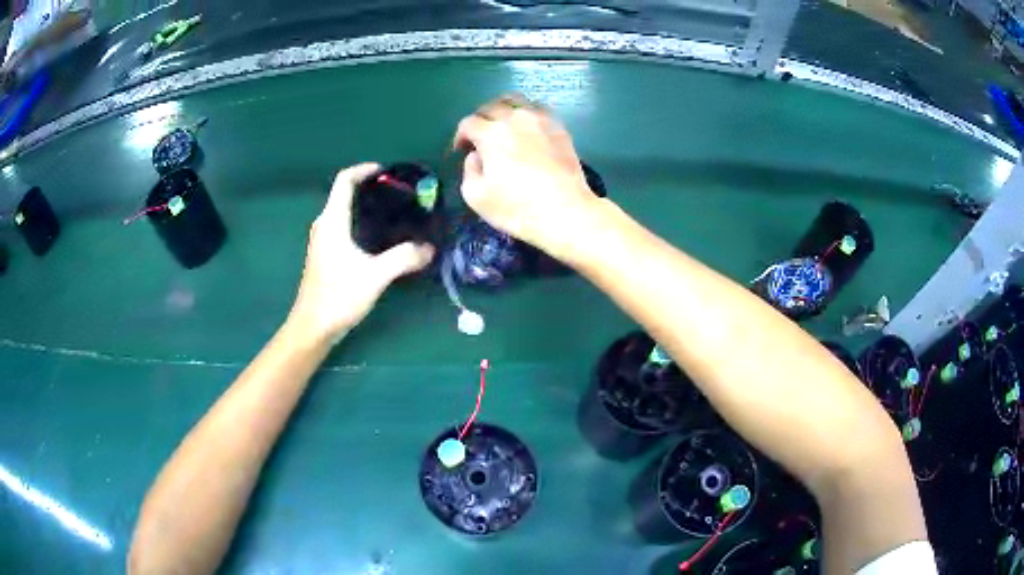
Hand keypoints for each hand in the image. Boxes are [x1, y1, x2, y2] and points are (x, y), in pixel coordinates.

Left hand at [290, 163, 434, 342]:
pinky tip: (379, 237)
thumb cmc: (338, 296)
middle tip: (399, 194)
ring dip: (365, 206)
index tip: (387, 171)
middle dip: (370, 187)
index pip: (344, 181)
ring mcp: (323, 240)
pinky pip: (343, 226)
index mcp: (332, 221)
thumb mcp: (375, 276)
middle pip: (344, 193)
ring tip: (394, 212)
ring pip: (344, 211)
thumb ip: (403, 258)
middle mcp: (325, 225)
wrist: (313, 327)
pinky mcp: (325, 254)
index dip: (364, 169)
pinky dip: (360, 221)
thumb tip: (429, 248)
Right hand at [453, 95, 599, 248]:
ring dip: (504, 109)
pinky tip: (527, 129)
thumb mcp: (476, 197)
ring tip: (503, 125)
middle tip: (479, 136)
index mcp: (491, 133)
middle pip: (491, 106)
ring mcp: (540, 120)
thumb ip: (469, 170)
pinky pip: (538, 110)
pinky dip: (527, 114)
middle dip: (480, 119)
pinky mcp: (559, 128)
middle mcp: (514, 119)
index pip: (468, 123)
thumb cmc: (517, 208)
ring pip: (516, 101)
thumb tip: (476, 156)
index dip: (461, 136)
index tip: (461, 150)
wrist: (565, 211)